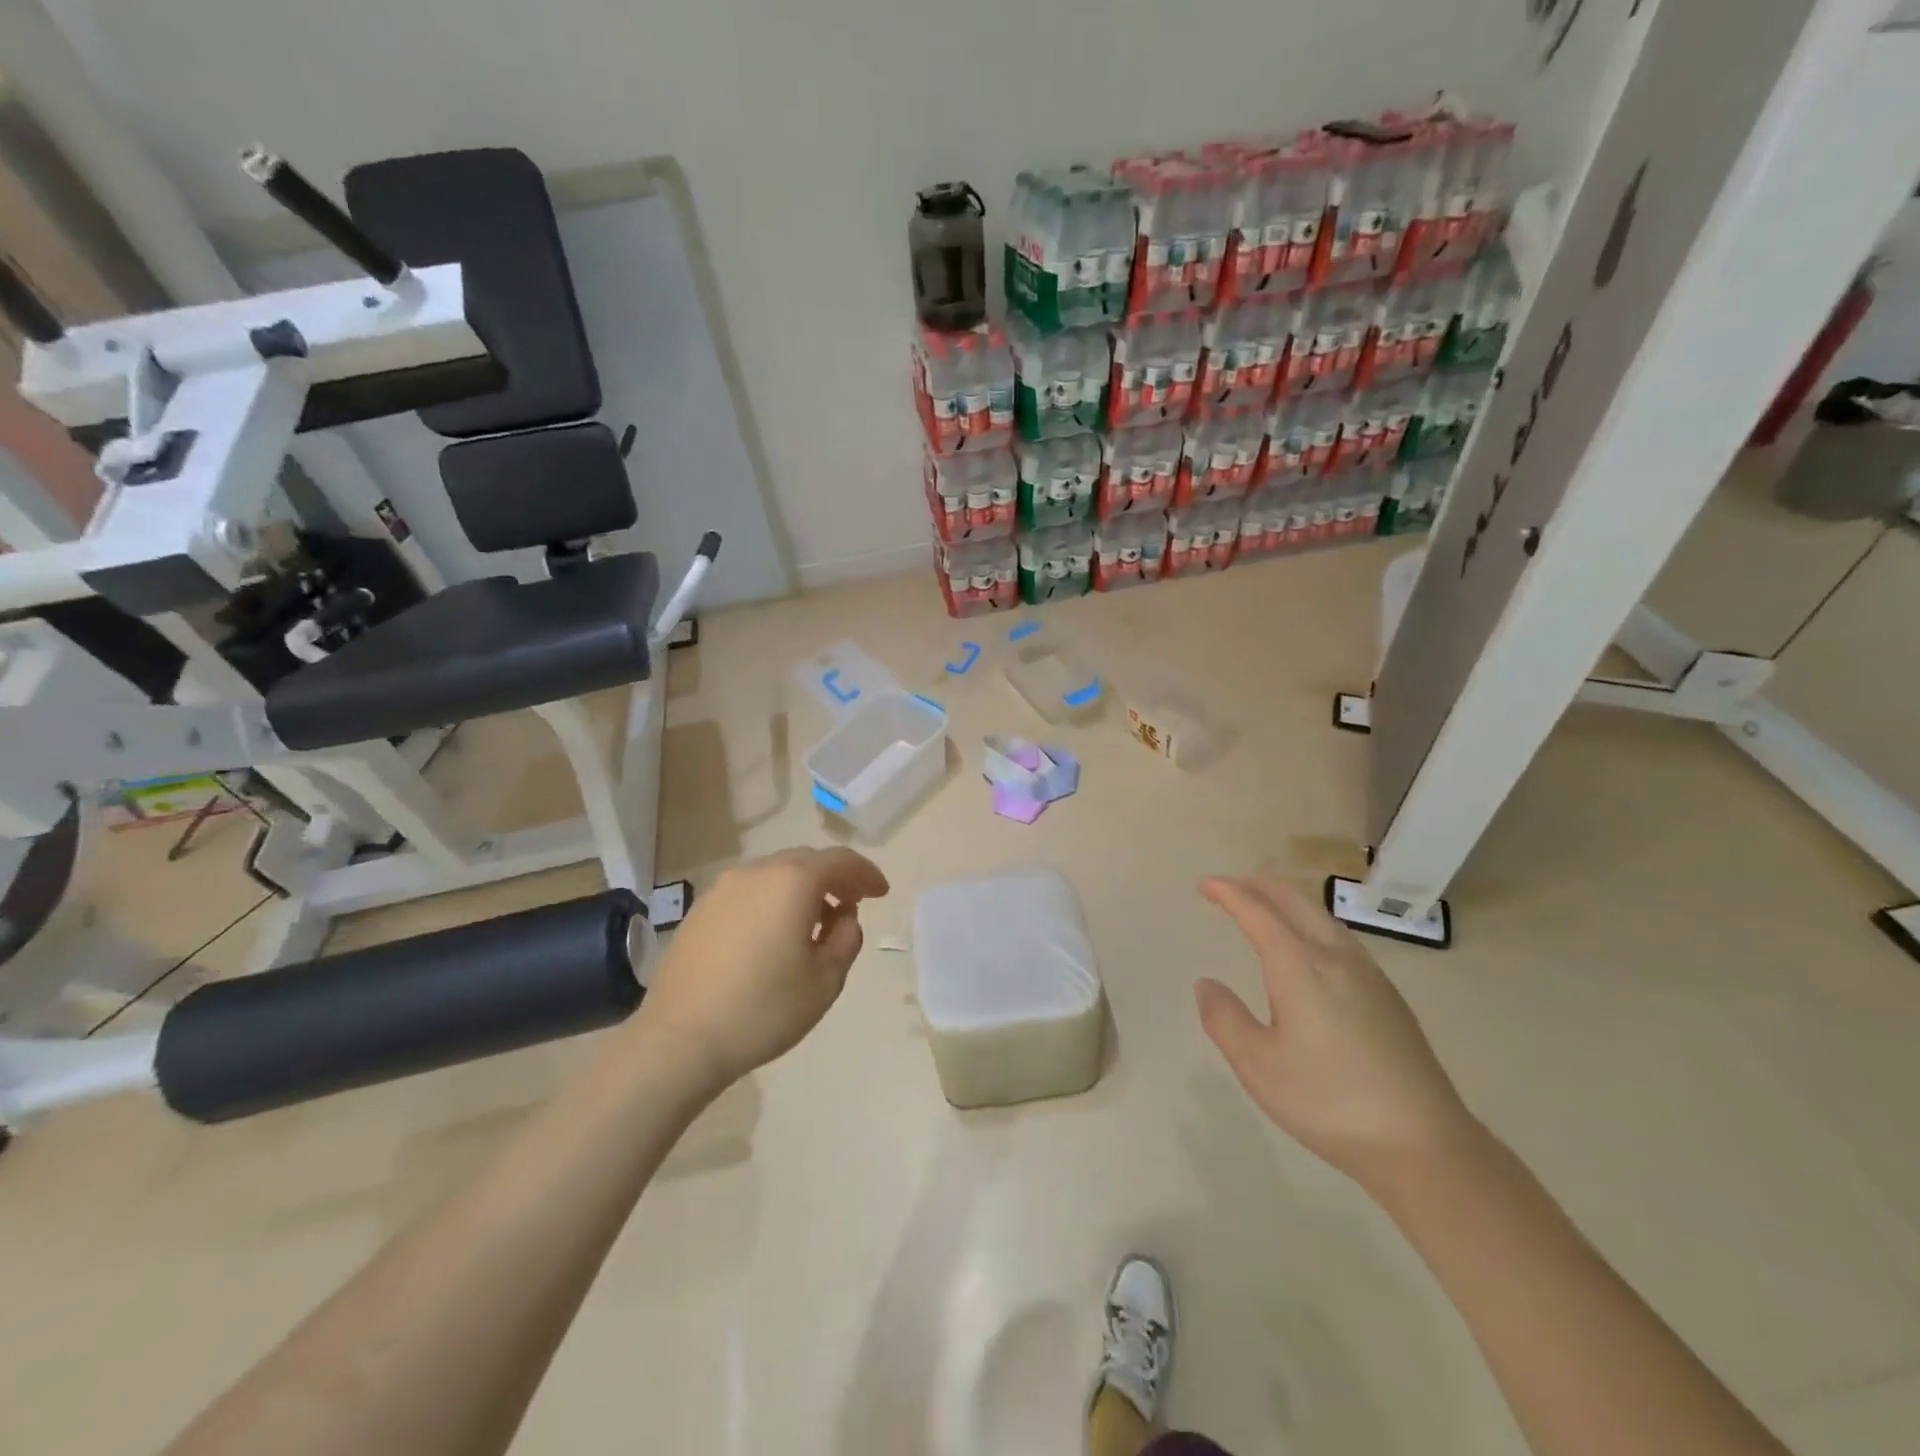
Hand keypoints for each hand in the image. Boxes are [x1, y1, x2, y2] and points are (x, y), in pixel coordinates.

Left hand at [638, 847, 889, 1088]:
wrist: (679, 1040)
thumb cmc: (763, 1010)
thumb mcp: (825, 981)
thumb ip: (846, 939)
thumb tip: (843, 918)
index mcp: (792, 882)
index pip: (840, 861)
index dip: (866, 873)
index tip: (881, 893)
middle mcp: (756, 873)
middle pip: (805, 861)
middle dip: (834, 879)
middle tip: (851, 905)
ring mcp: (722, 889)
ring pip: (774, 875)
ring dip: (801, 890)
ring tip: (812, 925)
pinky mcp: (699, 911)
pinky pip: (748, 893)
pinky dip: (771, 902)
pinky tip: (772, 937)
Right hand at [1194, 876, 1480, 1191]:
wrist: (1424, 1144)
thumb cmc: (1328, 1101)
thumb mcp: (1257, 1065)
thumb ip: (1224, 1018)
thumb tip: (1207, 984)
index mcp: (1300, 965)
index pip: (1257, 912)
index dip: (1228, 893)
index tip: (1205, 884)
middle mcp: (1336, 957)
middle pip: (1295, 902)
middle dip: (1259, 886)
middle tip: (1230, 885)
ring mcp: (1369, 975)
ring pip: (1323, 917)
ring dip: (1288, 902)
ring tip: (1267, 907)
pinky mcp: (1389, 997)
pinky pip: (1341, 938)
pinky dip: (1311, 923)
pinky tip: (1312, 948)